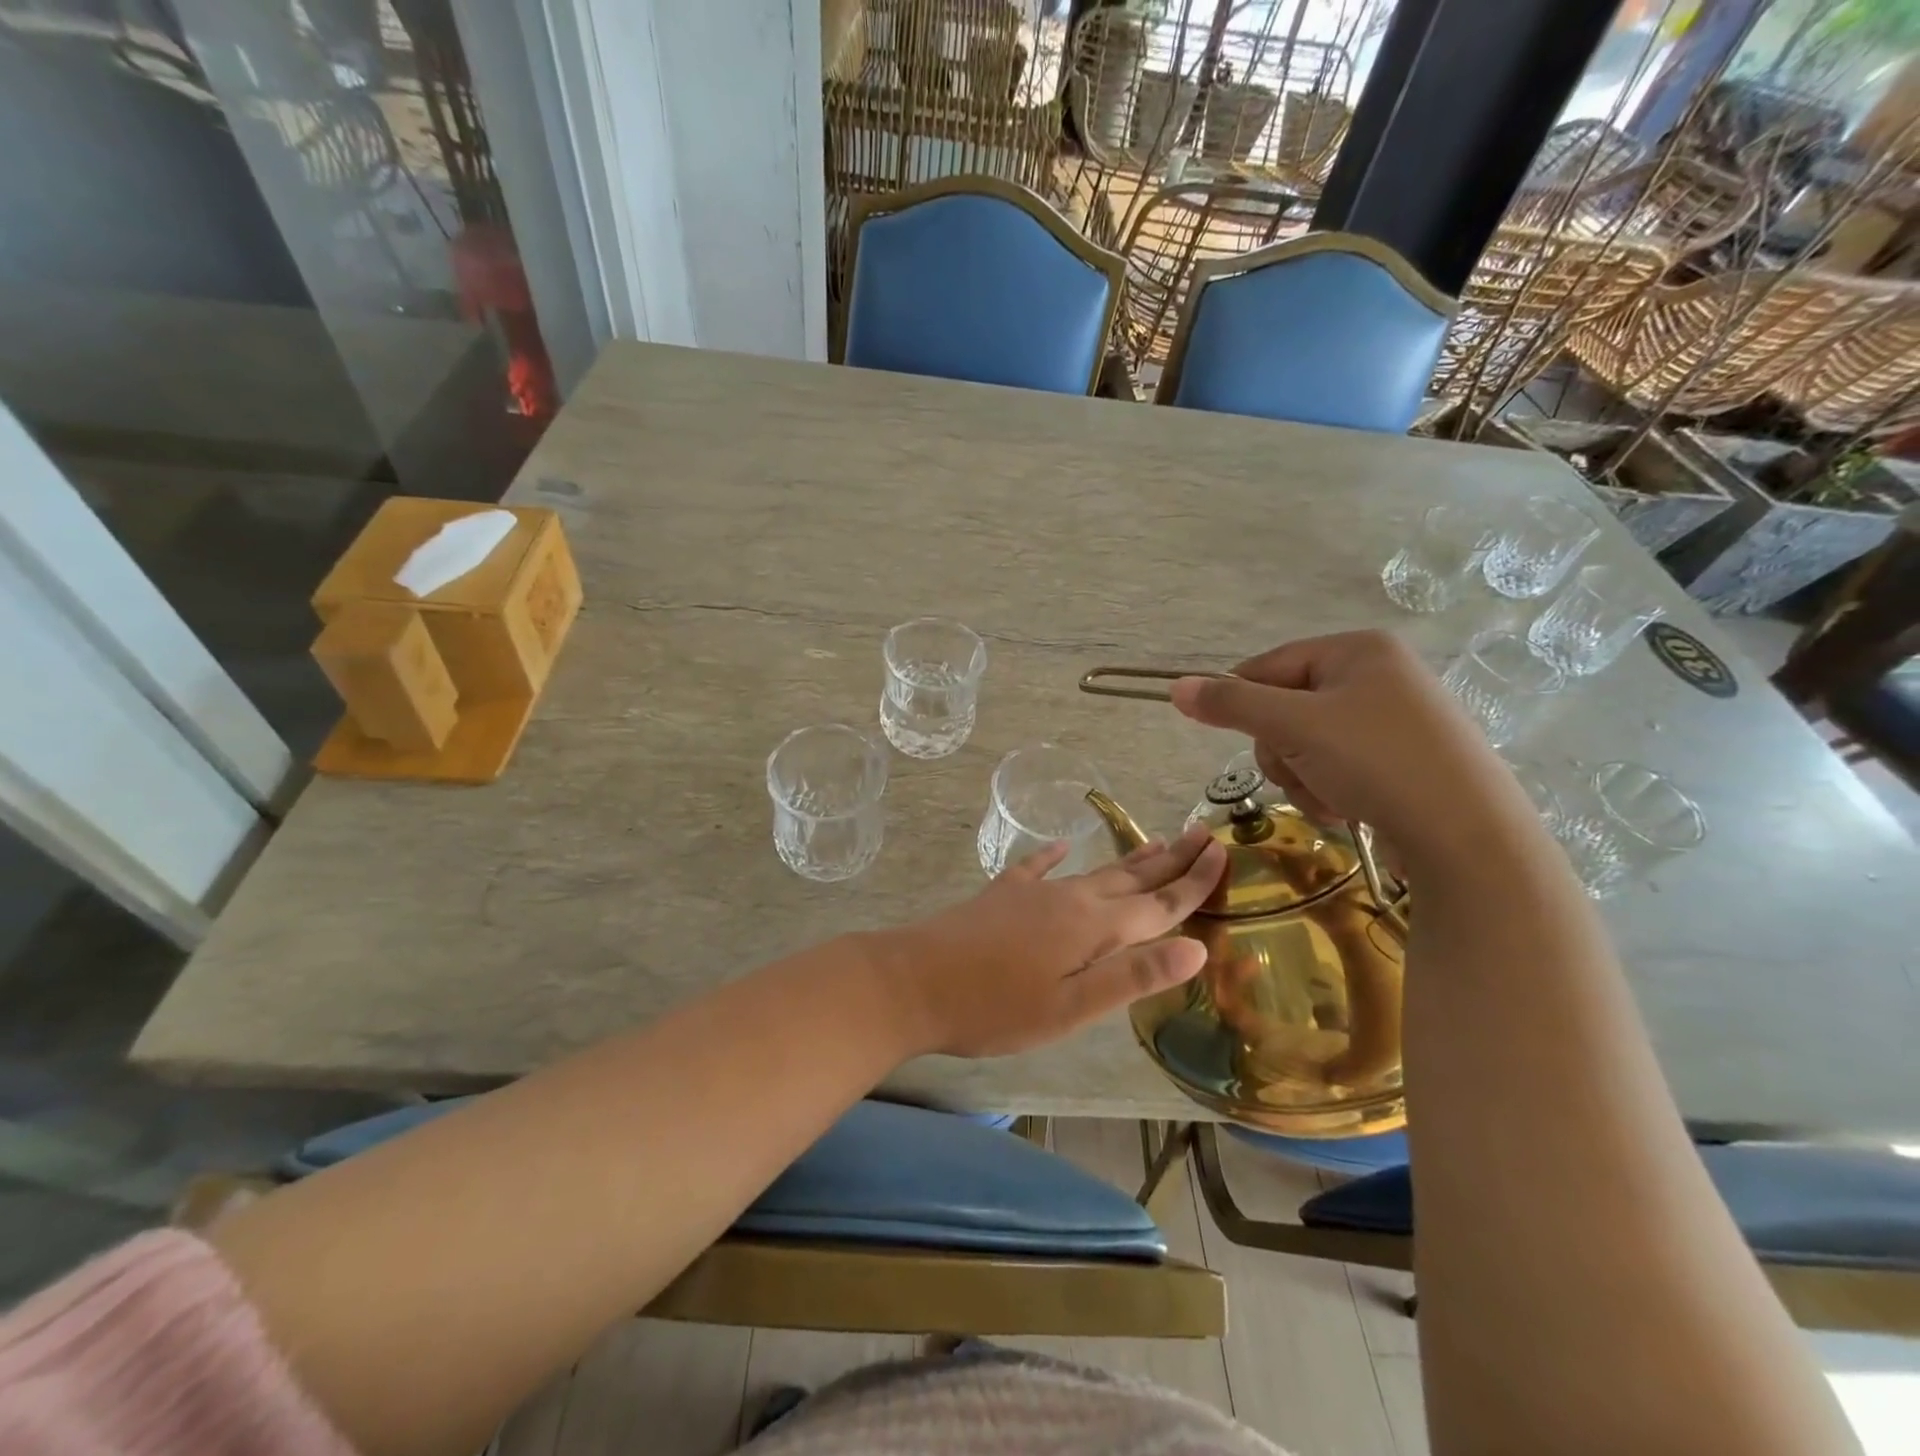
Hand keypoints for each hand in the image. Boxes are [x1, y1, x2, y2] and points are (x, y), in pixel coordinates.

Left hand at [879, 827, 1225, 1057]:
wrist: (913, 982)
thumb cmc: (995, 1008)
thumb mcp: (1071, 1007)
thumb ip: (1132, 976)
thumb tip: (1196, 947)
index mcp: (1093, 927)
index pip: (1159, 903)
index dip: (1194, 881)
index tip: (1224, 852)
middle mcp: (1070, 899)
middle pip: (1131, 877)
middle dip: (1171, 859)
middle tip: (1202, 833)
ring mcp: (1032, 892)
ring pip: (1093, 871)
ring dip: (1128, 859)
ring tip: (1155, 842)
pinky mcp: (1002, 895)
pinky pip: (1037, 867)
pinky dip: (1054, 856)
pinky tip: (1060, 846)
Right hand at [1169, 630, 1534, 865]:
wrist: (1468, 835)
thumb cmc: (1377, 762)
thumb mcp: (1294, 726)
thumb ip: (1232, 705)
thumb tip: (1176, 687)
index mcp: (1358, 650)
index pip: (1268, 665)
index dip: (1242, 701)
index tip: (1231, 736)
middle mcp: (1380, 675)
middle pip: (1287, 708)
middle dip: (1282, 750)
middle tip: (1299, 771)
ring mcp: (1396, 720)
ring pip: (1308, 744)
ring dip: (1303, 776)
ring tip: (1331, 797)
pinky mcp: (1405, 760)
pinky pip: (1339, 765)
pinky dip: (1331, 789)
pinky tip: (1350, 808)